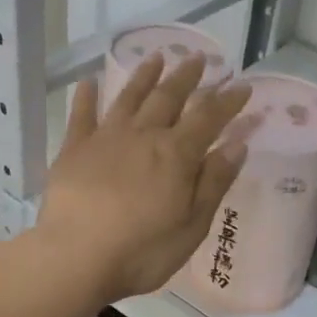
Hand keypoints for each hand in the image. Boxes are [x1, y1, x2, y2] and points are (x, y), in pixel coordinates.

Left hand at [36, 52, 253, 302]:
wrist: (75, 258)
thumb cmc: (142, 251)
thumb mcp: (192, 224)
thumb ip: (214, 181)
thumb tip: (237, 144)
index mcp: (176, 155)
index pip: (209, 118)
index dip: (227, 101)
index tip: (242, 85)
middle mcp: (143, 136)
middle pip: (168, 98)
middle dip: (187, 77)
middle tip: (200, 59)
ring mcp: (105, 139)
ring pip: (129, 98)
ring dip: (144, 76)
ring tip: (156, 57)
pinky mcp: (73, 150)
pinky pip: (81, 116)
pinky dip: (86, 97)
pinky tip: (87, 82)